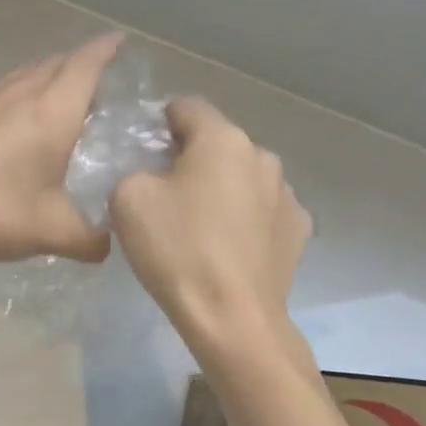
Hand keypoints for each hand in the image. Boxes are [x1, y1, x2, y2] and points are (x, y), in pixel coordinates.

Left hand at [0, 33, 123, 265]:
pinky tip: (12, 122)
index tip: (122, 42)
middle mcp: (21, 92)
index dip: (108, 49)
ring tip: (59, 101)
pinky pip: (1, 89)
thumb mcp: (52, 232)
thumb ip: (91, 240)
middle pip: (58, 64)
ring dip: (48, 78)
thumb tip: (107, 245)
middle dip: (82, 65)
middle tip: (99, 86)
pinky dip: (19, 94)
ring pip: (26, 74)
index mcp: (53, 111)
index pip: (88, 63)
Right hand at [110, 97, 311, 357]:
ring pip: (242, 176)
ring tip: (198, 224)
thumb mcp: (127, 198)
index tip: (143, 151)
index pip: (186, 107)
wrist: (232, 318)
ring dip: (220, 187)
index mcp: (222, 139)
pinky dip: (243, 218)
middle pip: (217, 142)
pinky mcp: (298, 231)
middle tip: (164, 192)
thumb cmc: (177, 249)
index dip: (159, 122)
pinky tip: (226, 246)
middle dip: (190, 157)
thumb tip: (152, 176)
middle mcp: (262, 156)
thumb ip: (134, 169)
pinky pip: (261, 210)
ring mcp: (287, 194)